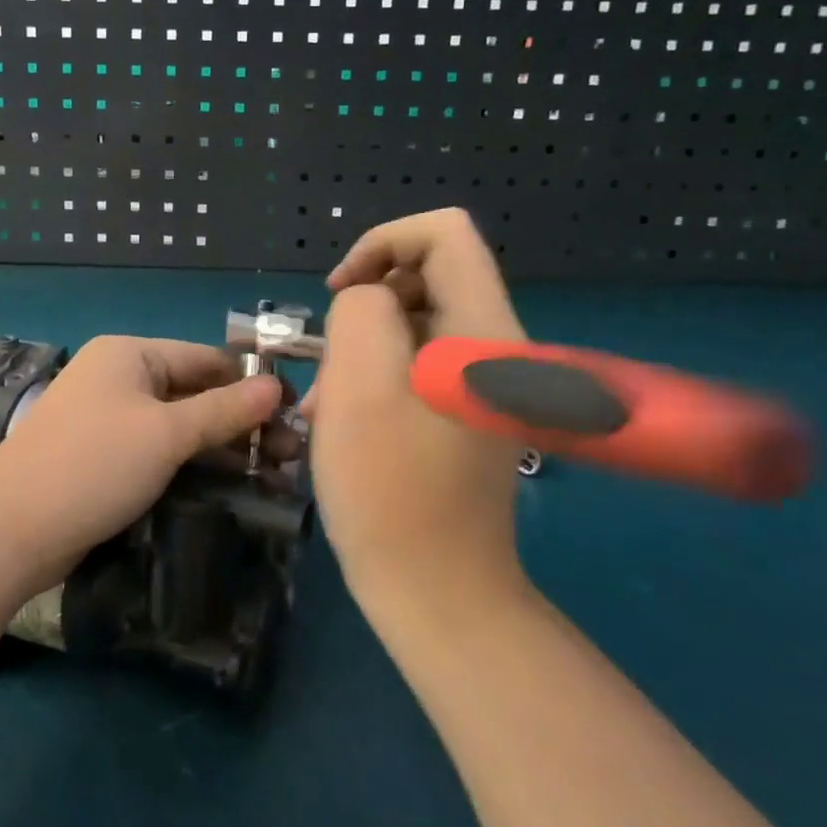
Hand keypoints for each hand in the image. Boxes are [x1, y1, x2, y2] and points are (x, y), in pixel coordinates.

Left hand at [0, 337, 284, 594]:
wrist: (9, 531)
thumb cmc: (94, 465)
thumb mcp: (166, 434)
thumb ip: (224, 410)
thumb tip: (277, 388)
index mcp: (130, 355)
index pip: (206, 359)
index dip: (252, 385)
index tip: (295, 414)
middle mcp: (118, 377)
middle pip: (194, 391)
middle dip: (241, 421)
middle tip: (290, 456)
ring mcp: (107, 417)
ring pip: (178, 424)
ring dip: (220, 445)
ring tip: (271, 475)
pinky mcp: (102, 455)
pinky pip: (157, 448)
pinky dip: (190, 461)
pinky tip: (225, 484)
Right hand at [307, 209, 531, 607]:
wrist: (437, 595)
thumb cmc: (391, 491)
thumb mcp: (359, 385)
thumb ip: (361, 311)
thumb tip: (367, 301)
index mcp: (484, 330)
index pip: (444, 232)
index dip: (383, 242)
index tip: (340, 292)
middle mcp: (497, 346)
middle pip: (427, 275)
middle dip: (366, 303)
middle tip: (329, 360)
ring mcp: (485, 382)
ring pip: (416, 321)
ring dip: (364, 345)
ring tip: (329, 401)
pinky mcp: (468, 410)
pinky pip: (418, 362)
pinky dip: (377, 374)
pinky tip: (346, 418)